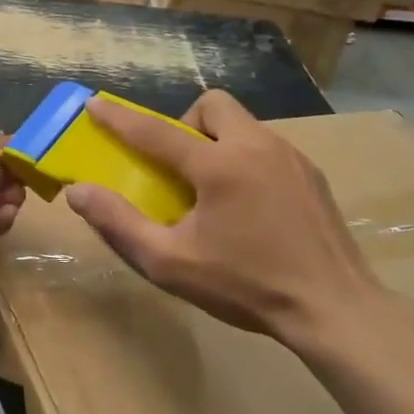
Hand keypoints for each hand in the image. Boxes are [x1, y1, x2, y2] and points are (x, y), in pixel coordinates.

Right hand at [64, 91, 403, 355]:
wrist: (334, 309)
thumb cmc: (245, 286)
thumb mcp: (170, 262)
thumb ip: (119, 223)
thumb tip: (78, 192)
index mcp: (219, 166)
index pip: (156, 132)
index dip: (120, 119)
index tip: (95, 104)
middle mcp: (257, 147)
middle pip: (212, 106)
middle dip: (185, 124)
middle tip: (179, 166)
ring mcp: (291, 157)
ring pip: (243, 124)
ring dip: (217, 142)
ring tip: (213, 190)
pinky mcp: (312, 174)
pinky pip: (267, 147)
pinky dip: (245, 159)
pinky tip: (249, 206)